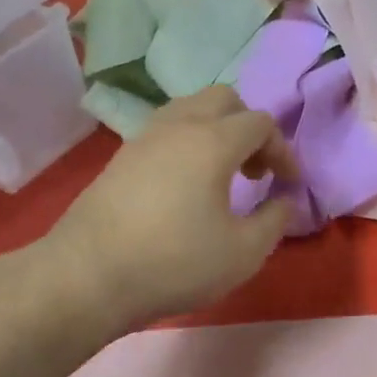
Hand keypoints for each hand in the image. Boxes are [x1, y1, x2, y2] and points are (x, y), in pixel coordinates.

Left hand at [50, 85, 298, 330]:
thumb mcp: (243, 253)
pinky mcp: (120, 157)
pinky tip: (186, 185)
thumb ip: (275, 220)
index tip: (288, 185)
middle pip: (224, 99)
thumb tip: (285, 200)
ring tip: (222, 175)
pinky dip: (188, 143)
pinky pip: (166, 130)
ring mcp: (143, 138)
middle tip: (255, 170)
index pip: (261, 123)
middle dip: (249, 127)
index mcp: (212, 141)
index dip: (283, 151)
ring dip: (216, 131)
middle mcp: (178, 126)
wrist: (88, 276)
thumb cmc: (175, 263)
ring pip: (190, 109)